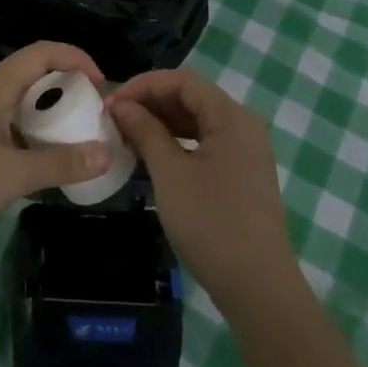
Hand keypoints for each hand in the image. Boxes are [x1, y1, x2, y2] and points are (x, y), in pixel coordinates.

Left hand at [0, 42, 111, 255]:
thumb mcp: (13, 175)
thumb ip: (61, 163)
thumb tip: (107, 151)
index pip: (43, 52)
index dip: (76, 58)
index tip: (102, 86)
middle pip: (33, 75)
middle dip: (67, 89)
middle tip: (93, 118)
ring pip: (19, 103)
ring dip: (48, 116)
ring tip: (74, 141)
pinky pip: (7, 126)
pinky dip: (30, 135)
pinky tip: (39, 164)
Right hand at [108, 68, 297, 313]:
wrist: (257, 285)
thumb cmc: (211, 222)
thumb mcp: (170, 173)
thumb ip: (145, 131)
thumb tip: (121, 105)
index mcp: (232, 117)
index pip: (183, 81)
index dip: (143, 85)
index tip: (110, 103)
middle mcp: (243, 126)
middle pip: (192, 98)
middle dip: (151, 103)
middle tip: (113, 119)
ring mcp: (246, 151)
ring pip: (197, 122)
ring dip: (162, 123)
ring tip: (126, 136)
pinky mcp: (242, 174)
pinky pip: (205, 144)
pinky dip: (177, 143)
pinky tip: (152, 156)